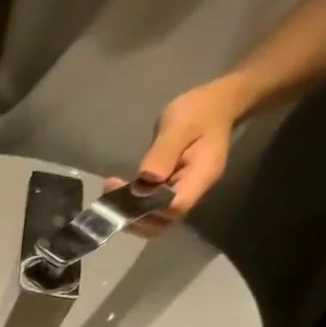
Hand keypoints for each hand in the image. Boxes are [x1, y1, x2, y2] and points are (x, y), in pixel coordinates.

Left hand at [110, 77, 248, 237]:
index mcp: (201, 178)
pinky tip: (116, 187)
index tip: (126, 192)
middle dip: (132, 215)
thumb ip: (164, 153)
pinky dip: (131, 203)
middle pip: (161, 222)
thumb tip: (147, 178)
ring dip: (127, 211)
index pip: (174, 209)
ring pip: (153, 219)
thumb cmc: (200, 111)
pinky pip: (149, 207)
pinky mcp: (170, 190)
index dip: (147, 209)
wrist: (215, 105)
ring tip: (110, 188)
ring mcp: (182, 193)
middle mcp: (193, 192)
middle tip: (111, 193)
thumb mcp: (180, 126)